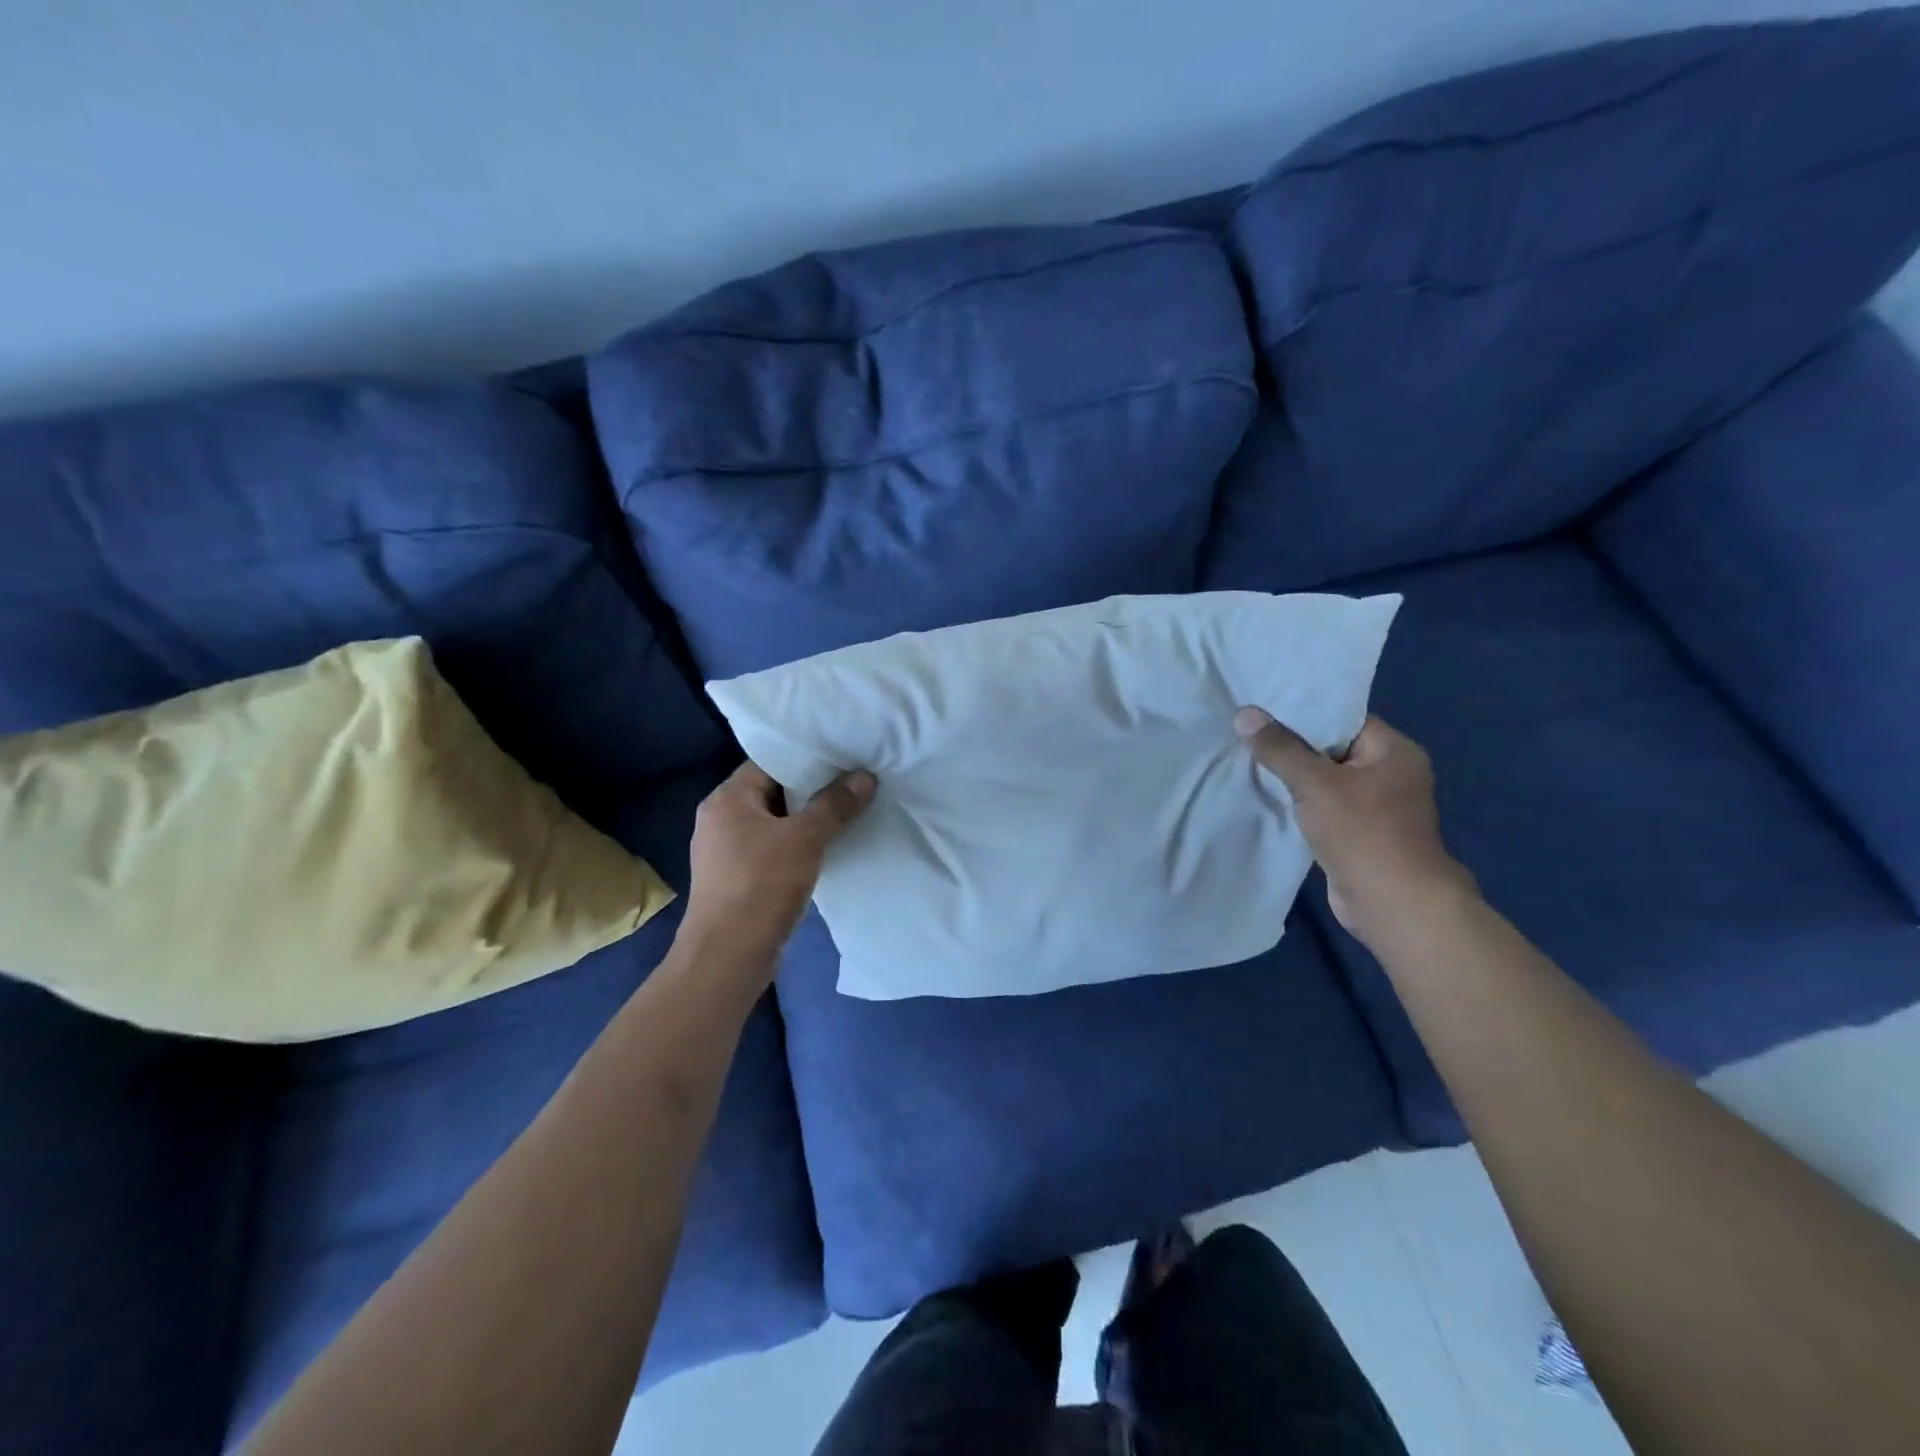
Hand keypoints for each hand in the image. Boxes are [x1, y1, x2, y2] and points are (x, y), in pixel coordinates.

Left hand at [680, 761, 876, 971]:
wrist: (728, 958)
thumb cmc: (760, 887)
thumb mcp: (804, 839)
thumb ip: (835, 805)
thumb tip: (865, 776)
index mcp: (727, 799)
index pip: (769, 762)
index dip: (807, 758)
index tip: (844, 757)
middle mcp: (721, 819)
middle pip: (774, 791)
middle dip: (814, 790)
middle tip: (854, 781)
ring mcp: (727, 851)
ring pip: (776, 823)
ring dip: (808, 821)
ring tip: (849, 811)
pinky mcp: (738, 879)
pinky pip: (773, 849)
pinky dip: (799, 846)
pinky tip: (829, 849)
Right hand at [1233, 708, 1476, 946]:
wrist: (1393, 904)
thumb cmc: (1362, 833)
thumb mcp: (1315, 783)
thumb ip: (1279, 748)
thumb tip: (1245, 714)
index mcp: (1393, 751)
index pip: (1343, 718)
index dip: (1302, 710)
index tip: (1261, 705)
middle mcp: (1389, 773)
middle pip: (1331, 747)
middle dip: (1290, 743)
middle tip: (1245, 729)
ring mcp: (1376, 806)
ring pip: (1324, 779)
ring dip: (1291, 775)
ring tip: (1246, 756)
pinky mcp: (1358, 833)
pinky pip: (1322, 805)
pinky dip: (1297, 801)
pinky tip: (1264, 793)